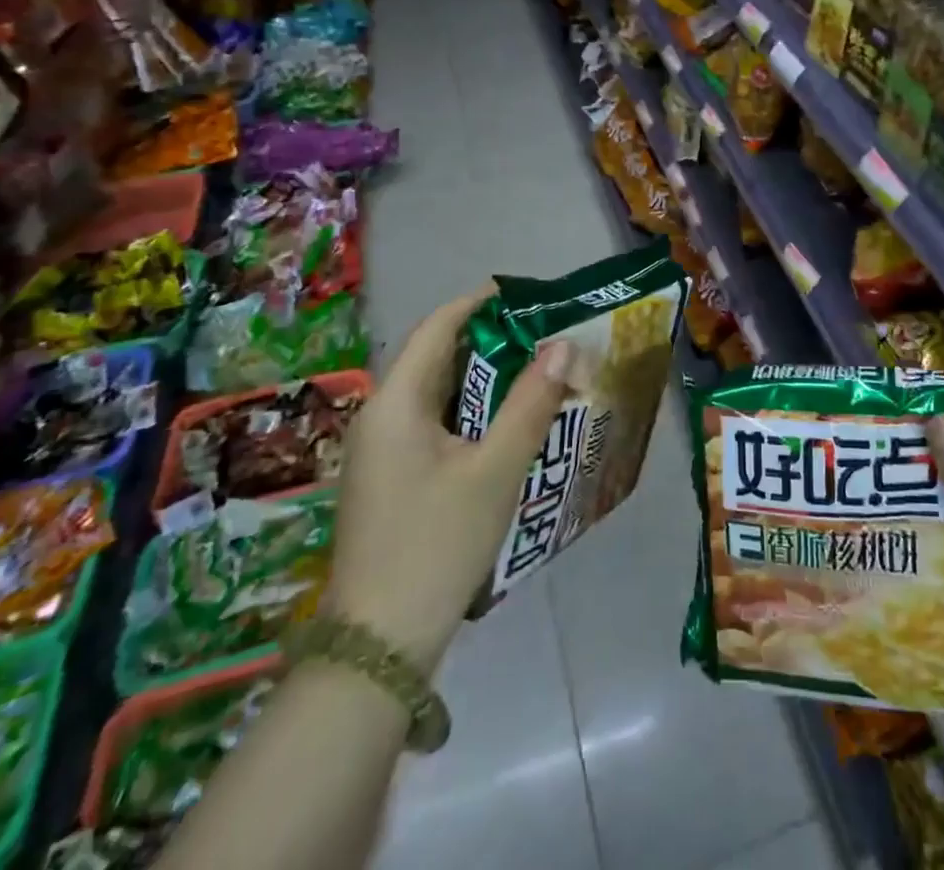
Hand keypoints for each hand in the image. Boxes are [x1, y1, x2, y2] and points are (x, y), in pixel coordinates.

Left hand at [325, 290, 574, 672]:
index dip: (480, 303)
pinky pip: (433, 425)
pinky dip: (471, 414)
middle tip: (545, 337)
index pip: (437, 327)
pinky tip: (507, 426)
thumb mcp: (495, 469)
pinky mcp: (390, 480)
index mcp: (395, 402)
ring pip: (438, 395)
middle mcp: (380, 417)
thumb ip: (531, 402)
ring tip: (536, 374)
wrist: (380, 647)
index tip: (527, 295)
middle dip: (491, 342)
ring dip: (484, 380)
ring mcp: (381, 452)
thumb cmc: (438, 543)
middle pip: (437, 358)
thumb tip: (563, 346)